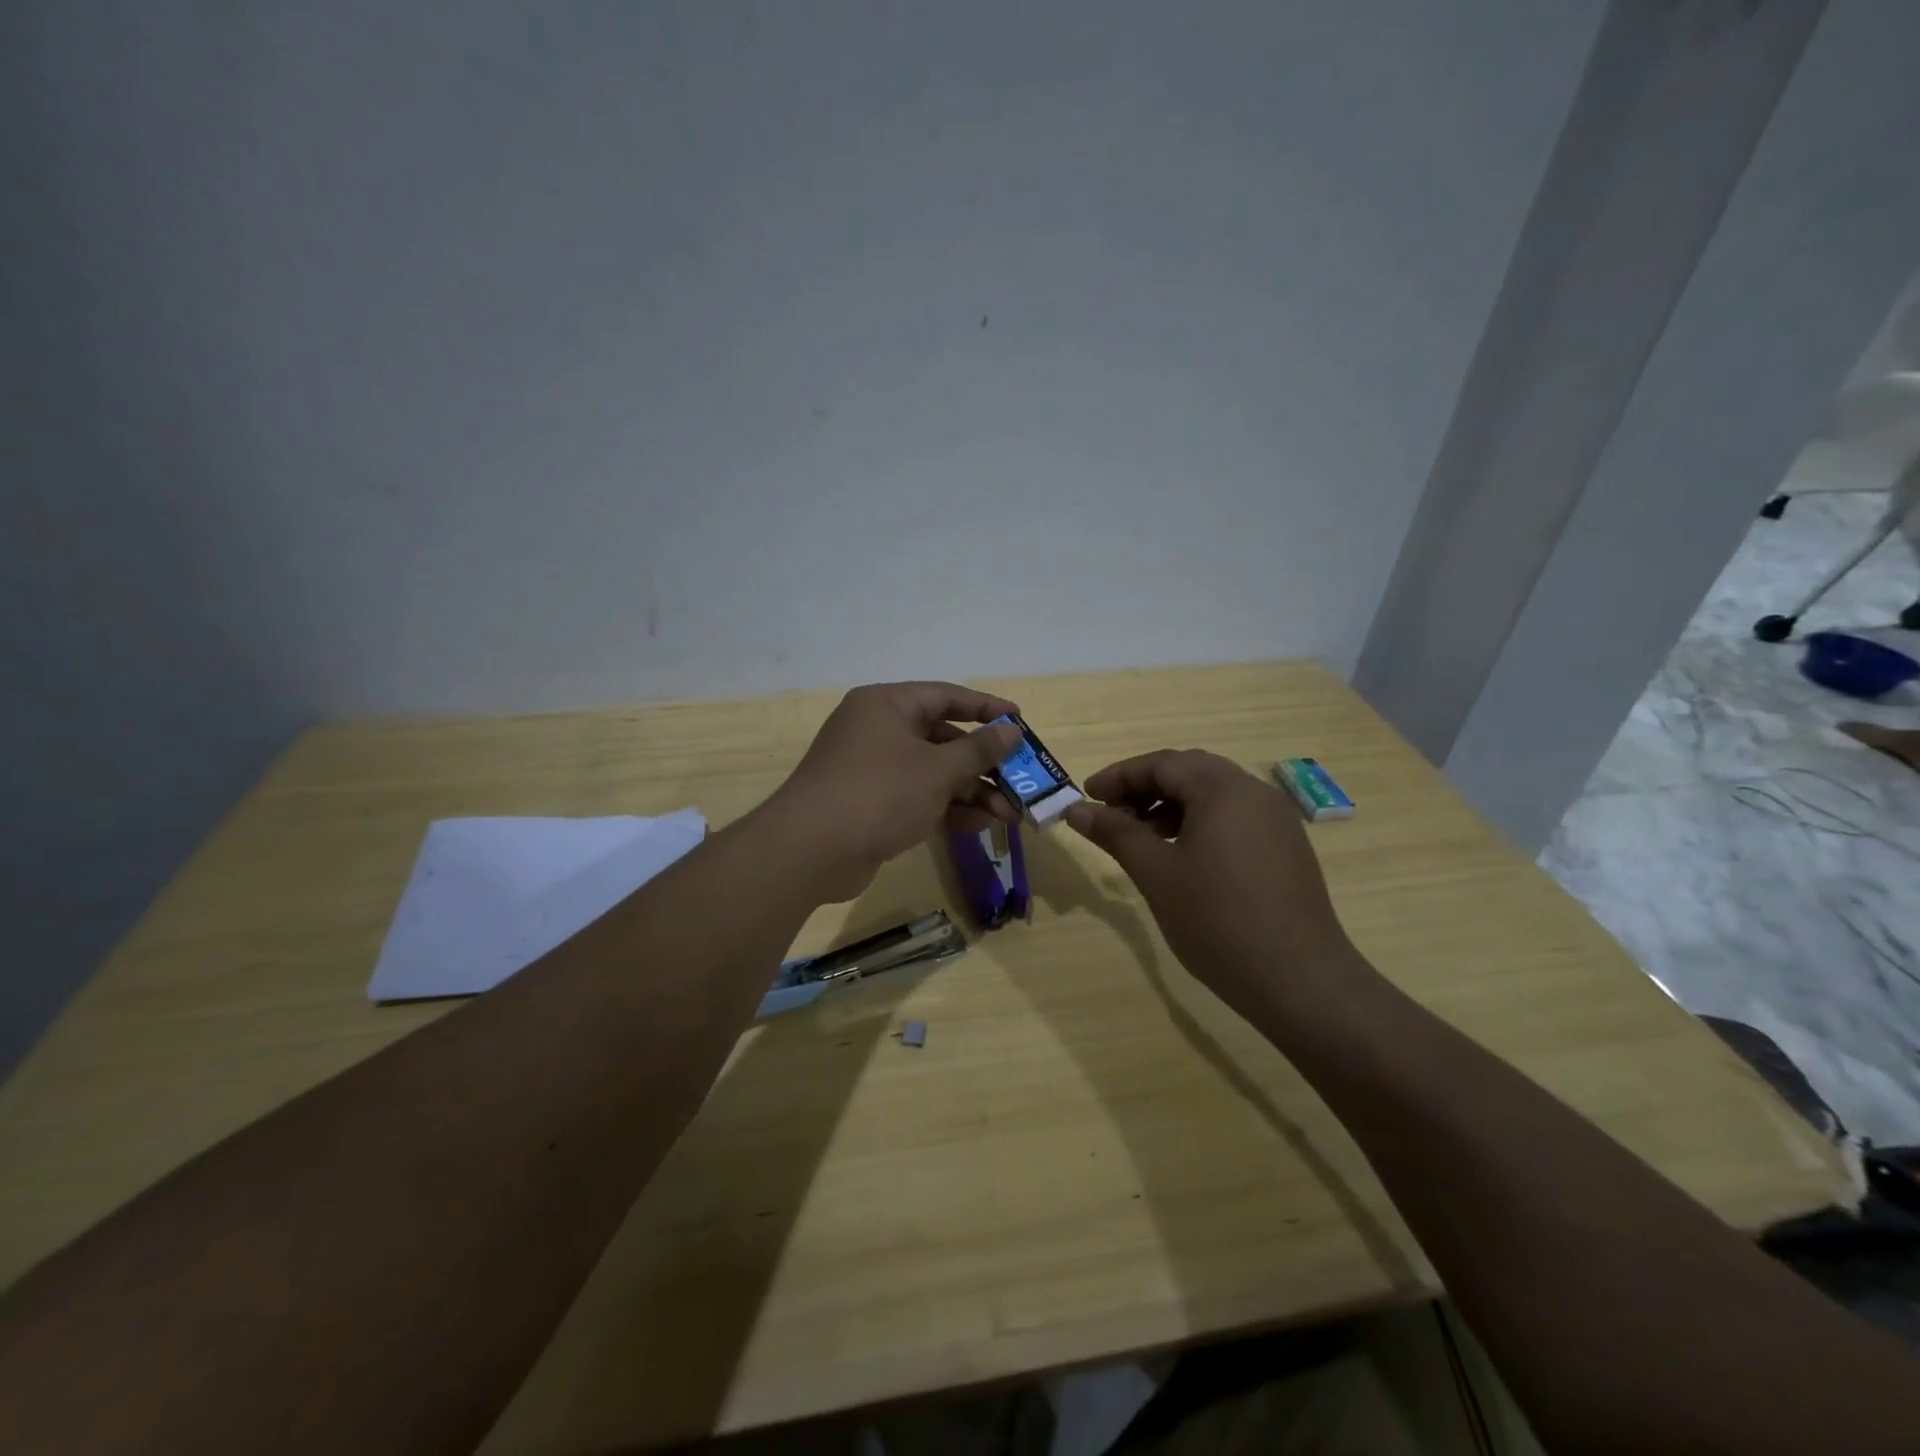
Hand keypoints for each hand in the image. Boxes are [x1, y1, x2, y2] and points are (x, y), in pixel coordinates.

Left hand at [766, 682, 1023, 900]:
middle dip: (983, 764)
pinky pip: (918, 798)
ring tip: (1010, 814)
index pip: (945, 696)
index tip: (1020, 721)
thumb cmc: (879, 793)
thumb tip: (1011, 730)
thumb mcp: (937, 770)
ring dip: (971, 792)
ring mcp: (873, 770)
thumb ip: (978, 750)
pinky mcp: (872, 805)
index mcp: (888, 705)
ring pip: (933, 773)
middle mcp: (879, 730)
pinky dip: (947, 809)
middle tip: (1020, 781)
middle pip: (942, 739)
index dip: (986, 708)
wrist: (810, 851)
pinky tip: (980, 824)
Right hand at [1064, 750, 1354, 1014]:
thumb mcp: (1156, 873)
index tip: (1085, 796)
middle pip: (1190, 773)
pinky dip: (1198, 824)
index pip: (1162, 764)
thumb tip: (1075, 809)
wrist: (1298, 980)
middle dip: (1144, 788)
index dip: (1119, 776)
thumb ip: (1115, 833)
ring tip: (1139, 837)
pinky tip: (1180, 855)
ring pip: (1213, 796)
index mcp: (1224, 789)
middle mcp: (1255, 793)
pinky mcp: (1286, 848)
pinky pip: (1233, 818)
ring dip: (1170, 806)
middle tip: (1109, 813)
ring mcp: (1276, 821)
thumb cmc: (1217, 920)